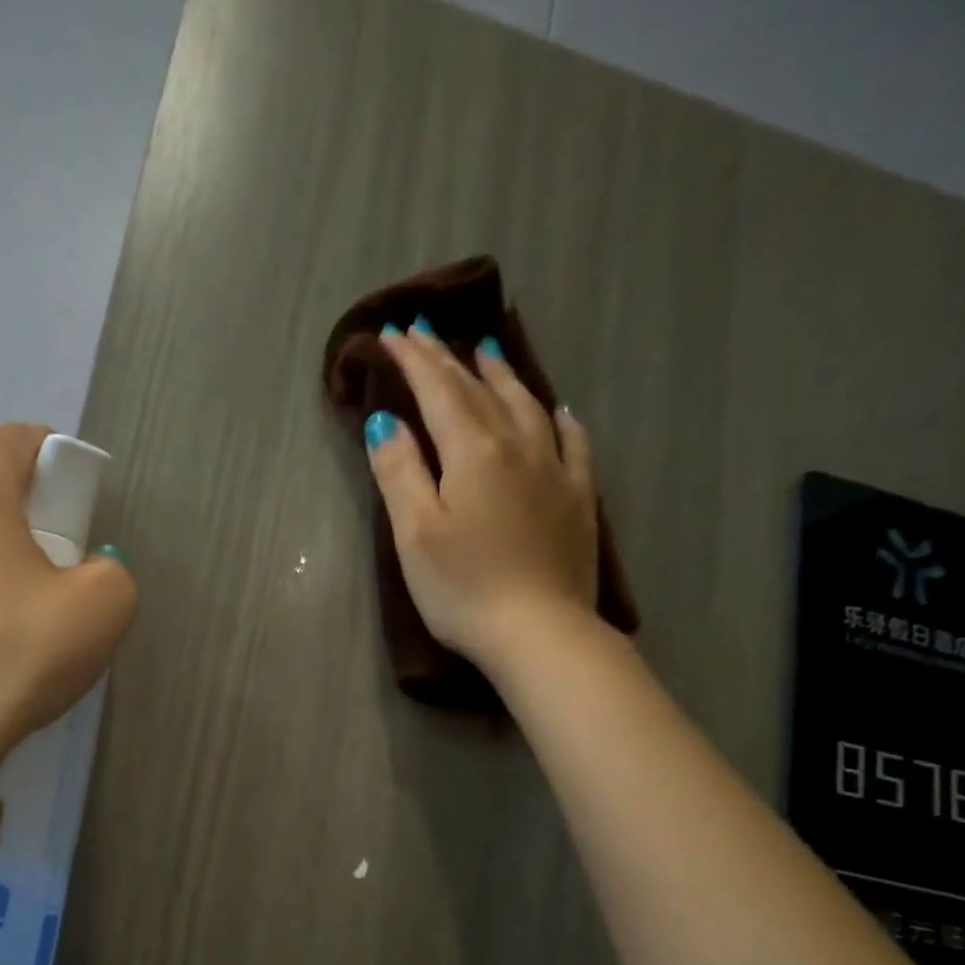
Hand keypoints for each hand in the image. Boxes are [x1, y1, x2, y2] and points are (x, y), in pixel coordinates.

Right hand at [365, 324, 599, 669]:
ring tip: (487, 351)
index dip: (414, 360)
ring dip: (501, 374)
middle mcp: (518, 446)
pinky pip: (572, 441)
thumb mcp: (415, 532)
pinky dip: (556, 417)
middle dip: (448, 359)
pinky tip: (556, 409)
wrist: (540, 633)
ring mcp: (555, 469)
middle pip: (479, 390)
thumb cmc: (463, 588)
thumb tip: (386, 419)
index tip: (391, 334)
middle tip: (426, 331)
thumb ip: (399, 471)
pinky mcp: (577, 498)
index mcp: (473, 451)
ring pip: (526, 405)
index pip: (438, 391)